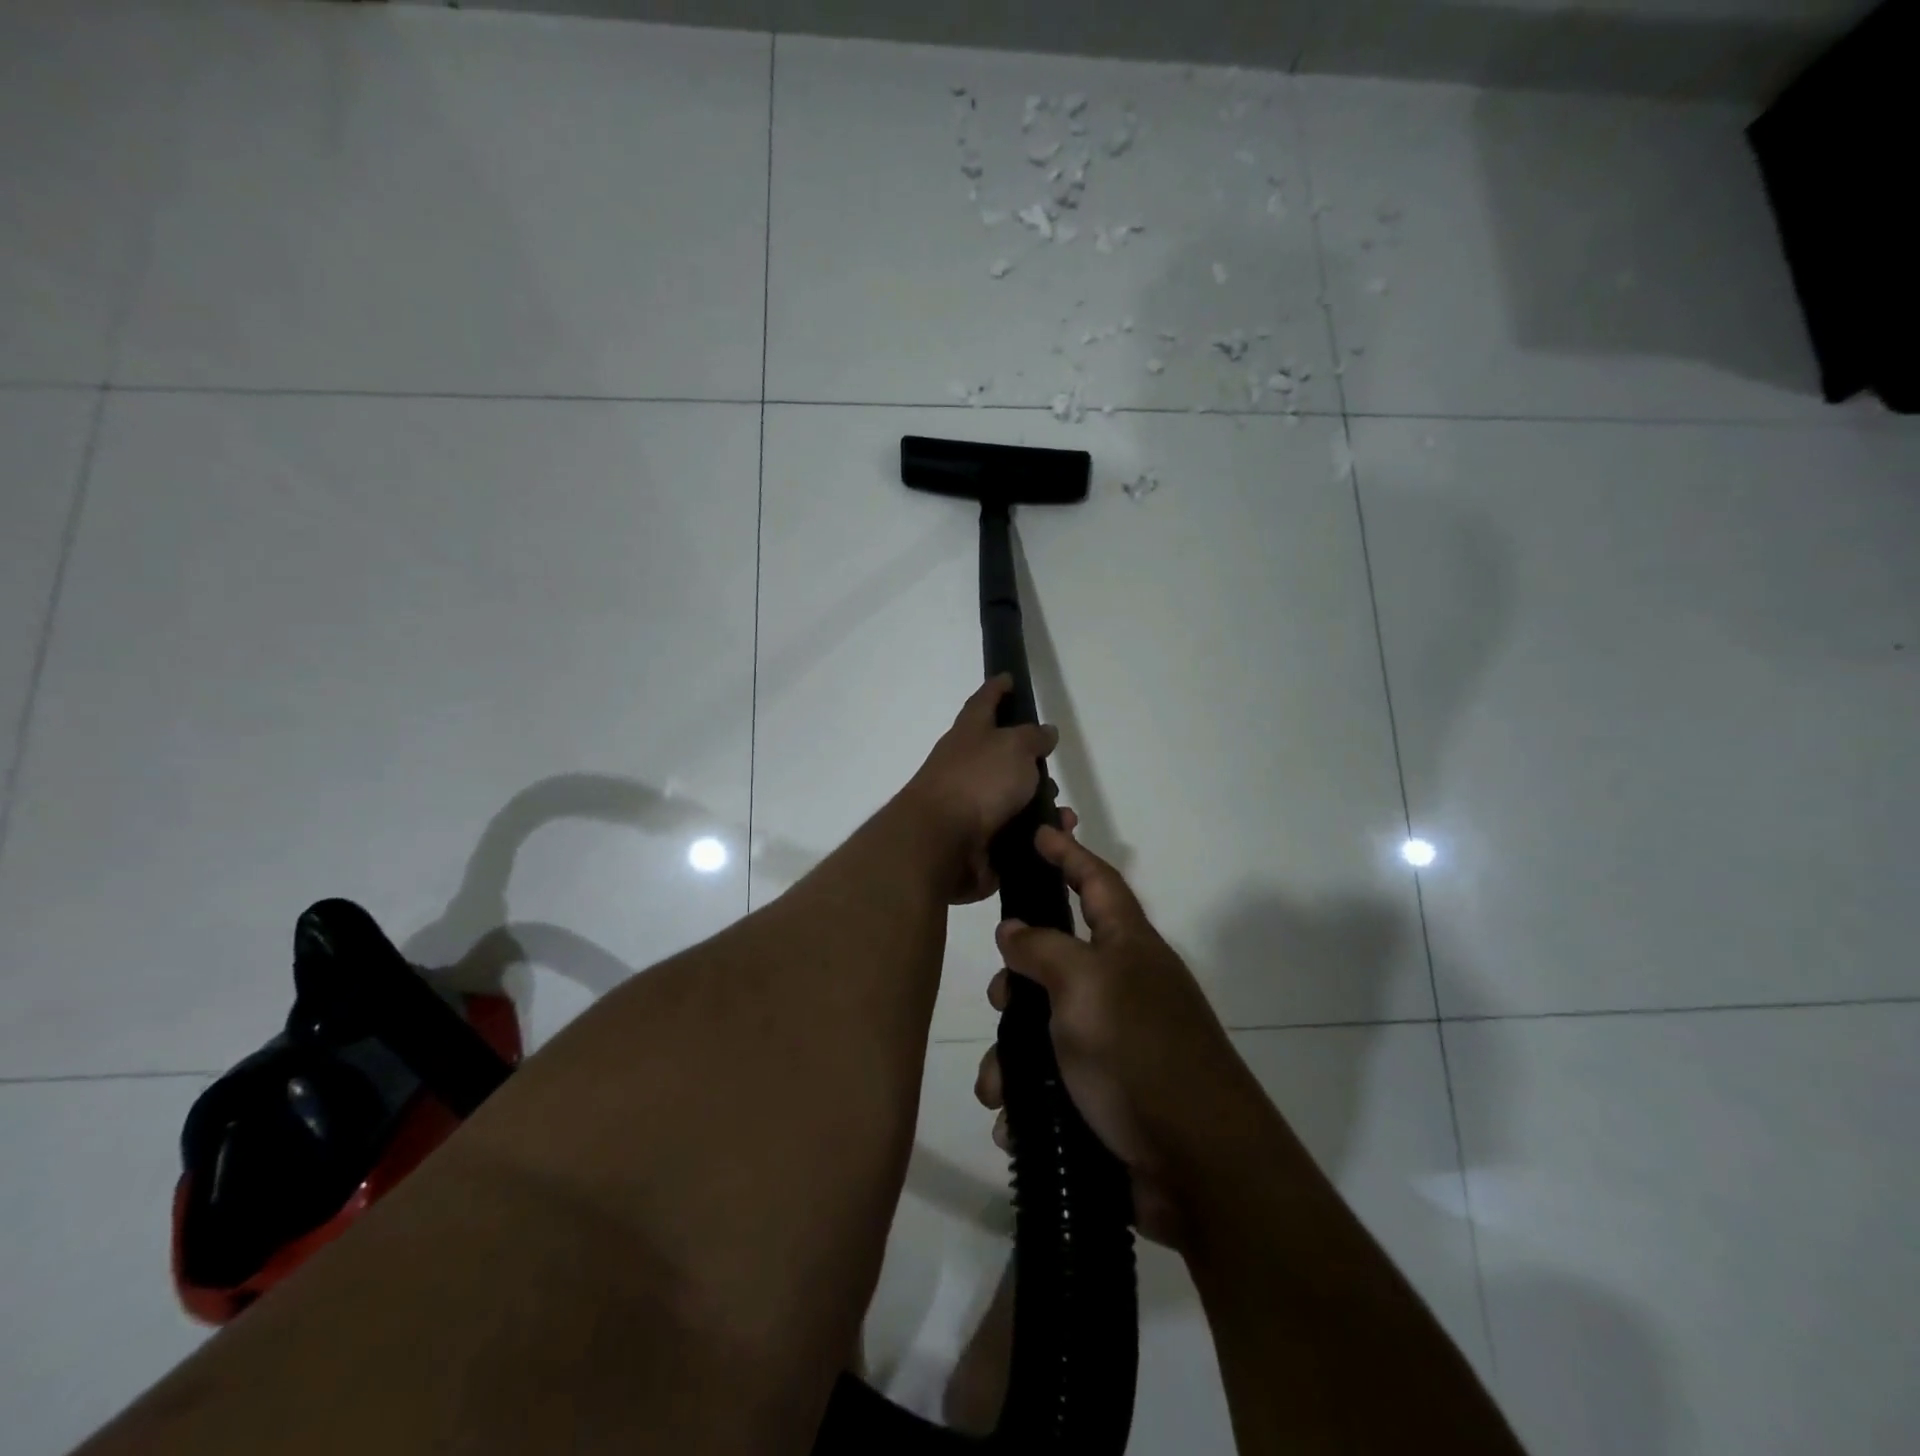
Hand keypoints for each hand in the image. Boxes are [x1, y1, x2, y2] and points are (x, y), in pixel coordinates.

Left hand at [899, 676, 1058, 904]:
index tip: (1009, 677)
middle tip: (1052, 766)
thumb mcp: (1013, 747)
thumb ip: (1032, 737)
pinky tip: (1056, 838)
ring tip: (1063, 814)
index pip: (984, 701)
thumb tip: (1044, 731)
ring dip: (1040, 804)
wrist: (940, 843)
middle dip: (1029, 761)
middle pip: (1001, 755)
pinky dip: (1037, 836)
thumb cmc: (977, 781)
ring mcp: (970, 804)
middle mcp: (966, 765)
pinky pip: (1016, 834)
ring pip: (1013, 798)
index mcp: (969, 733)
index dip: (997, 688)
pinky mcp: (979, 839)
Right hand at [972, 823, 1266, 1249]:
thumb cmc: (1139, 1054)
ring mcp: (1115, 1044)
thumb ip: (1043, 948)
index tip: (1038, 831)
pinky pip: (1050, 1083)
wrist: (1199, 1169)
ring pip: (1043, 1029)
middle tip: (1001, 1002)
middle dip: (1019, 980)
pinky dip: (1028, 1099)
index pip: (1096, 882)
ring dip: (1012, 1057)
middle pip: (1057, 960)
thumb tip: (1014, 930)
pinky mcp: (1105, 1097)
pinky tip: (1015, 1123)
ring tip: (999, 1088)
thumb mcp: (1085, 986)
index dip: (1068, 853)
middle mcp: (1123, 988)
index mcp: (1128, 948)